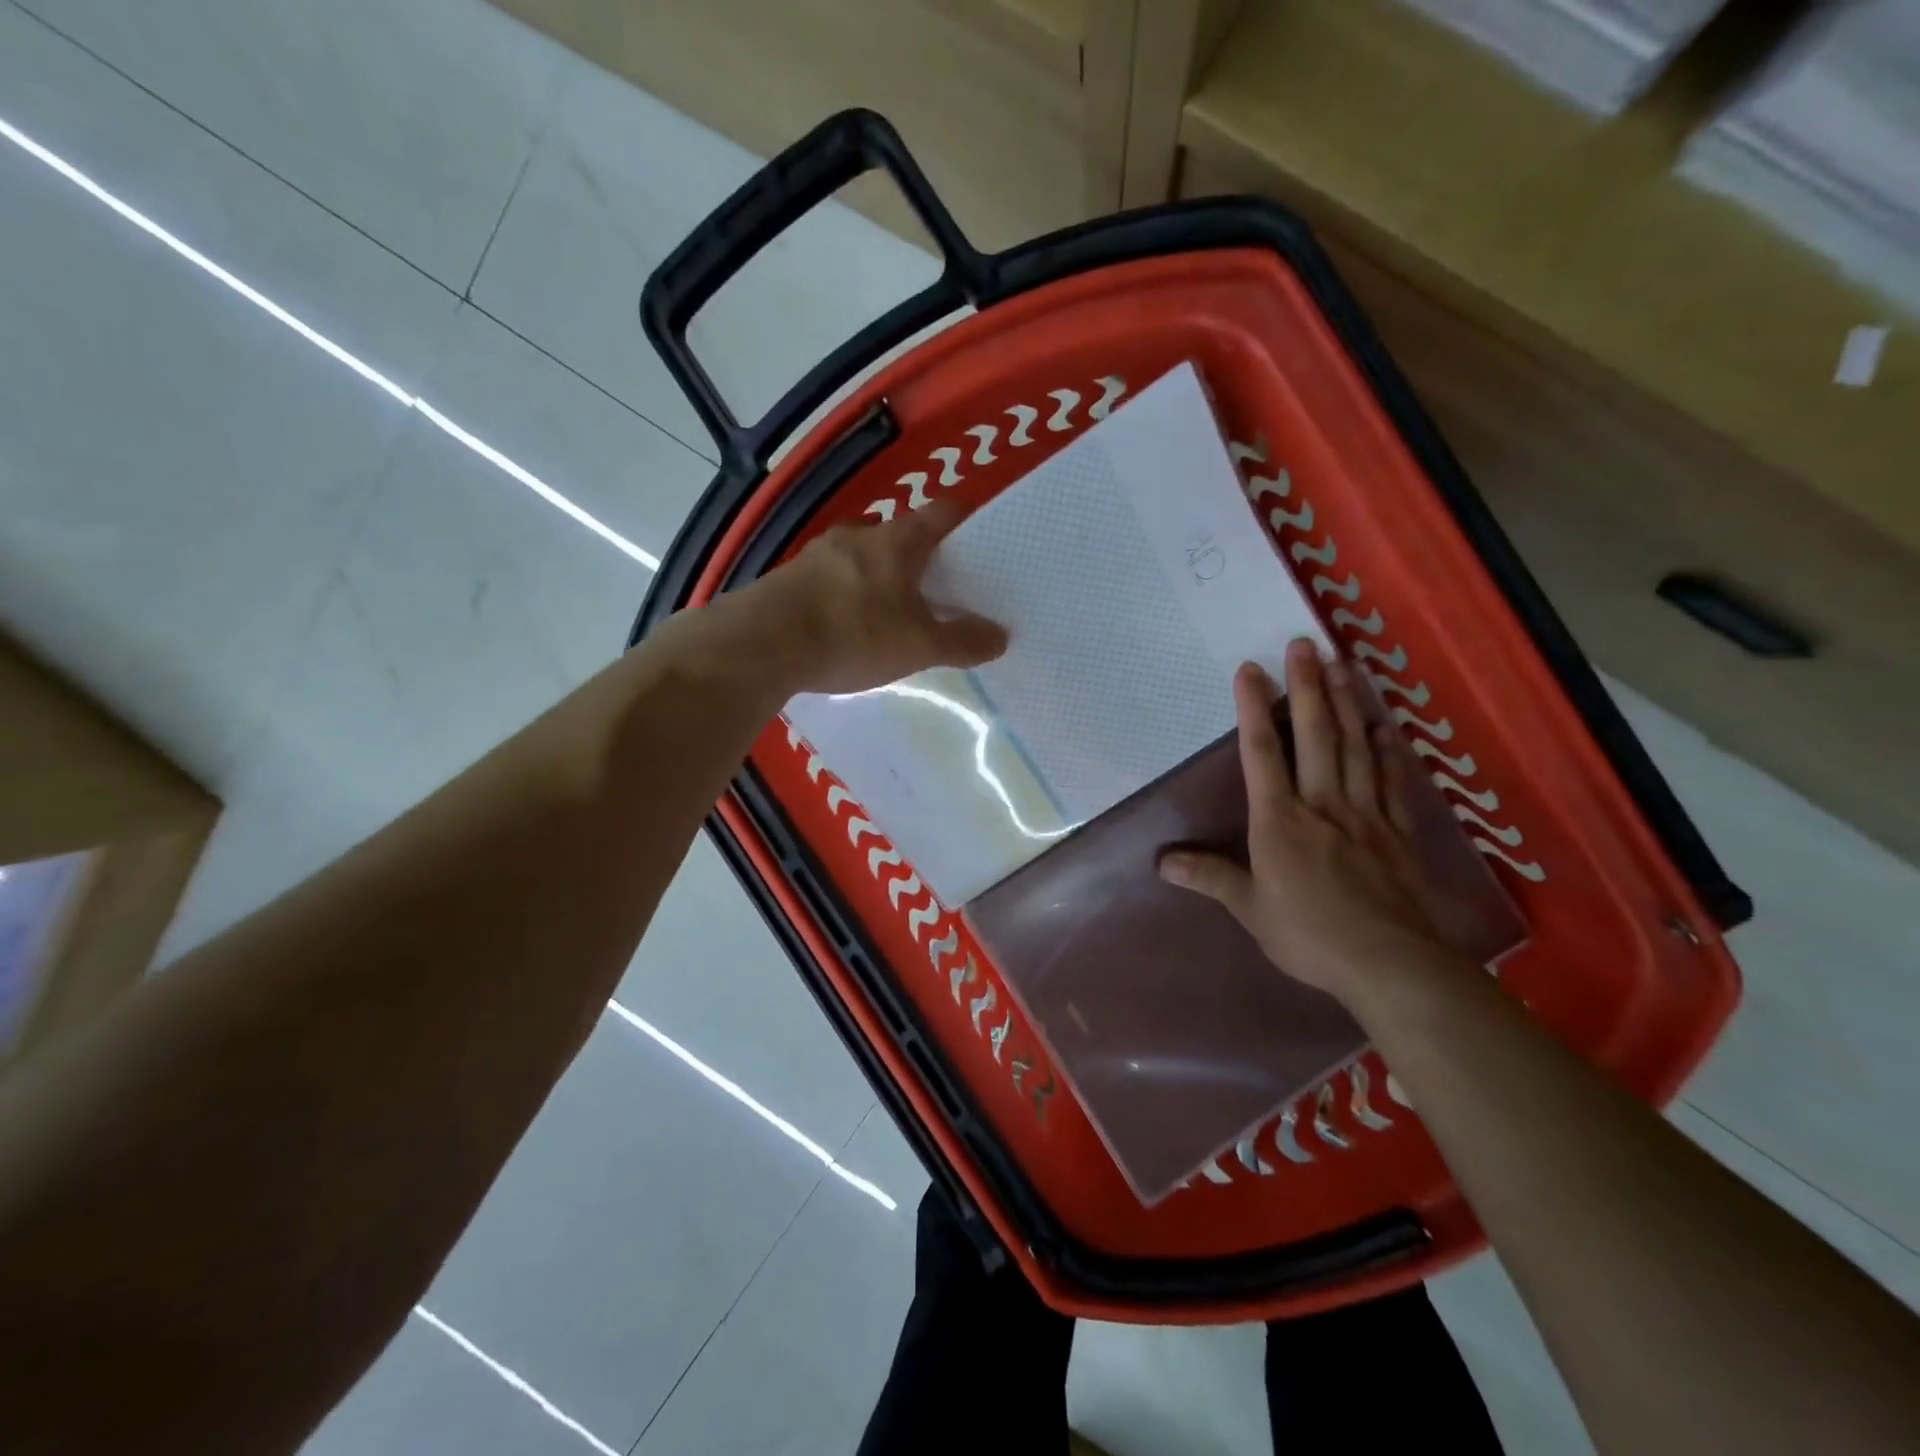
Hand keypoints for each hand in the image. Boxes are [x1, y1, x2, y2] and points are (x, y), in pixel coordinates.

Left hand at [732, 499, 1006, 694]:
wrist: (761, 645)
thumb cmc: (853, 633)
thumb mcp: (918, 645)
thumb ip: (961, 641)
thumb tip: (1001, 637)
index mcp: (898, 539)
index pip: (944, 512)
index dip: (968, 522)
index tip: (986, 542)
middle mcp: (859, 534)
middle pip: (902, 533)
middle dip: (923, 557)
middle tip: (941, 587)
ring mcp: (820, 553)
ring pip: (864, 554)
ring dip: (882, 574)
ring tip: (895, 609)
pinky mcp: (790, 577)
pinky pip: (833, 577)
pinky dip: (850, 592)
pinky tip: (850, 624)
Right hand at [1158, 639, 1447, 1004]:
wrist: (1388, 963)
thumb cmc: (1308, 934)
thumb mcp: (1249, 908)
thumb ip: (1210, 877)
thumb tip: (1162, 861)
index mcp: (1279, 820)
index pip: (1262, 754)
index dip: (1254, 709)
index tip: (1250, 670)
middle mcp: (1321, 804)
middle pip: (1315, 736)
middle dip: (1306, 687)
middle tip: (1304, 644)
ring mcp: (1364, 814)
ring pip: (1355, 748)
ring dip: (1347, 703)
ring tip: (1343, 664)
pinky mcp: (1397, 831)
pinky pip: (1392, 781)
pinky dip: (1388, 750)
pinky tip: (1384, 725)